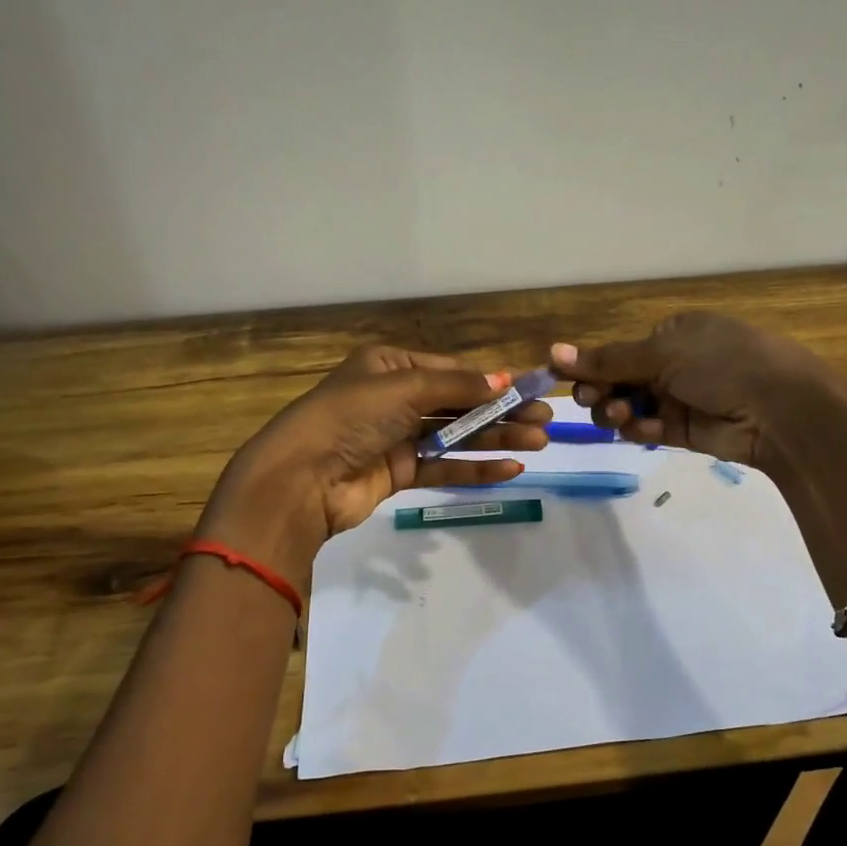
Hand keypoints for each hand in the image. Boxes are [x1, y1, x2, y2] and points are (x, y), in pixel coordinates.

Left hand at [197, 346, 550, 589]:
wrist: (301, 478)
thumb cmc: (351, 417)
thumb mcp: (404, 388)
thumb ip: (457, 387)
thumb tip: (504, 381)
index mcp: (390, 367)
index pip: (451, 371)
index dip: (491, 381)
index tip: (530, 390)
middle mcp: (394, 399)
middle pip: (459, 404)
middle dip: (502, 412)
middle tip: (545, 421)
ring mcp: (397, 438)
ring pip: (456, 436)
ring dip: (497, 439)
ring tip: (540, 443)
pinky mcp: (398, 473)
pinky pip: (444, 466)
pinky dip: (476, 468)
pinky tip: (510, 469)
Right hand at [549, 312, 838, 465]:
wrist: (780, 411)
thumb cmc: (723, 364)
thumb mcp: (663, 353)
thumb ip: (607, 360)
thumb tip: (552, 352)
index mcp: (673, 333)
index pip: (618, 351)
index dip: (592, 366)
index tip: (569, 379)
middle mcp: (673, 363)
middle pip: (618, 380)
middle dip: (602, 391)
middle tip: (595, 400)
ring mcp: (679, 398)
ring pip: (629, 407)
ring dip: (617, 412)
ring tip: (624, 417)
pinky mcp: (684, 431)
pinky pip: (648, 429)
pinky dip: (640, 430)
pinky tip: (646, 431)